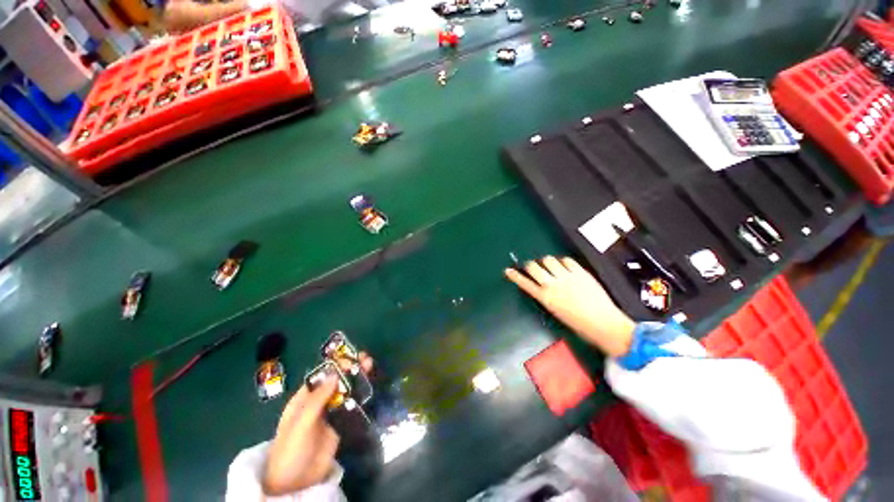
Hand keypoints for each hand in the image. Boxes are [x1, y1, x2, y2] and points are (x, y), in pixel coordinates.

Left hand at [263, 352, 375, 494]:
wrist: (295, 482)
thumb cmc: (291, 449)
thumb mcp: (300, 423)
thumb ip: (317, 399)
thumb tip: (334, 373)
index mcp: (303, 399)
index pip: (321, 376)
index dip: (335, 365)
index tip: (349, 358)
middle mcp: (317, 402)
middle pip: (336, 381)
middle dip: (349, 368)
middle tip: (364, 359)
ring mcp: (330, 413)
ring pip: (345, 390)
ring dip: (357, 377)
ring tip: (369, 365)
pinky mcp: (340, 424)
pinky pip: (351, 405)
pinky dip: (360, 394)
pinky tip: (369, 385)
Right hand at [505, 256, 634, 356]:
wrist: (603, 324)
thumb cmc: (578, 324)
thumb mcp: (556, 311)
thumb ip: (547, 296)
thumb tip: (543, 285)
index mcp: (545, 298)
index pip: (524, 283)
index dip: (515, 275)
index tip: (508, 270)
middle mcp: (552, 285)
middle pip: (533, 267)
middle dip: (530, 265)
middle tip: (533, 267)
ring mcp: (566, 277)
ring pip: (548, 260)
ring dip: (546, 261)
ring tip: (551, 266)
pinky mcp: (579, 272)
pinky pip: (566, 260)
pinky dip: (563, 262)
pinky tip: (565, 267)